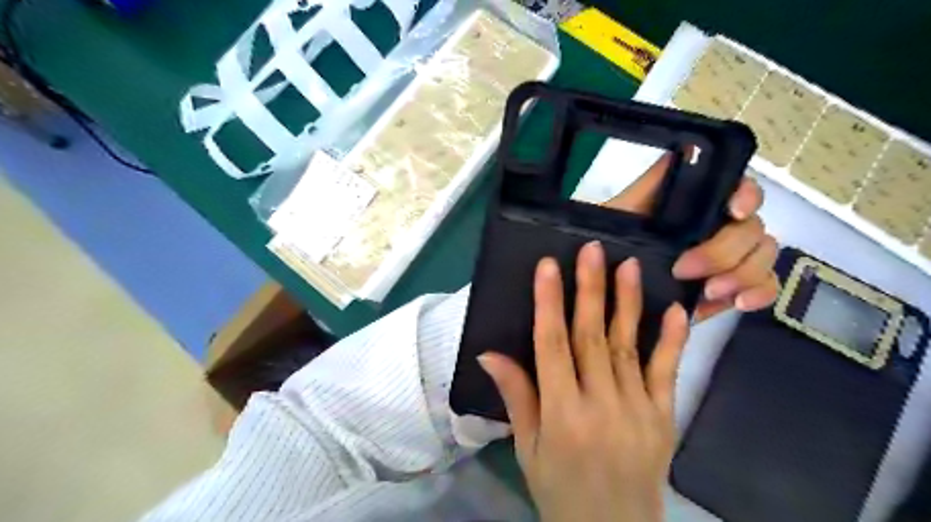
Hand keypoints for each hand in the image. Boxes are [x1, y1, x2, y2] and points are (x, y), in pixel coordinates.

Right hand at [480, 242, 680, 520]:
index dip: (549, 303)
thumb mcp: (527, 447)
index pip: (552, 346)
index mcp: (562, 414)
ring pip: (628, 346)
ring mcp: (638, 410)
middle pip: (592, 337)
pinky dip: (671, 340)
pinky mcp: (664, 416)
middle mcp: (601, 405)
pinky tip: (675, 310)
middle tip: (591, 250)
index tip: (549, 266)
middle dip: (589, 289)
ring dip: (628, 303)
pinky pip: (667, 372)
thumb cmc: (559, 487)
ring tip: (628, 265)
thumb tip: (488, 353)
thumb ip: (515, 396)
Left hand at [604, 151, 779, 321]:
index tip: (733, 210)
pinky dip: (759, 293)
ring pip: (763, 256)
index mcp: (701, 203)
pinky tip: (736, 302)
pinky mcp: (734, 285)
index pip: (741, 189)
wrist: (608, 278)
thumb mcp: (625, 208)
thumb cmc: (615, 238)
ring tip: (709, 291)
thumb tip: (685, 148)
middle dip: (723, 251)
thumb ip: (654, 182)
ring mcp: (732, 257)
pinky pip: (765, 286)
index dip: (746, 196)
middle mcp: (722, 225)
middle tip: (684, 270)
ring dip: (742, 274)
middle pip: (753, 229)